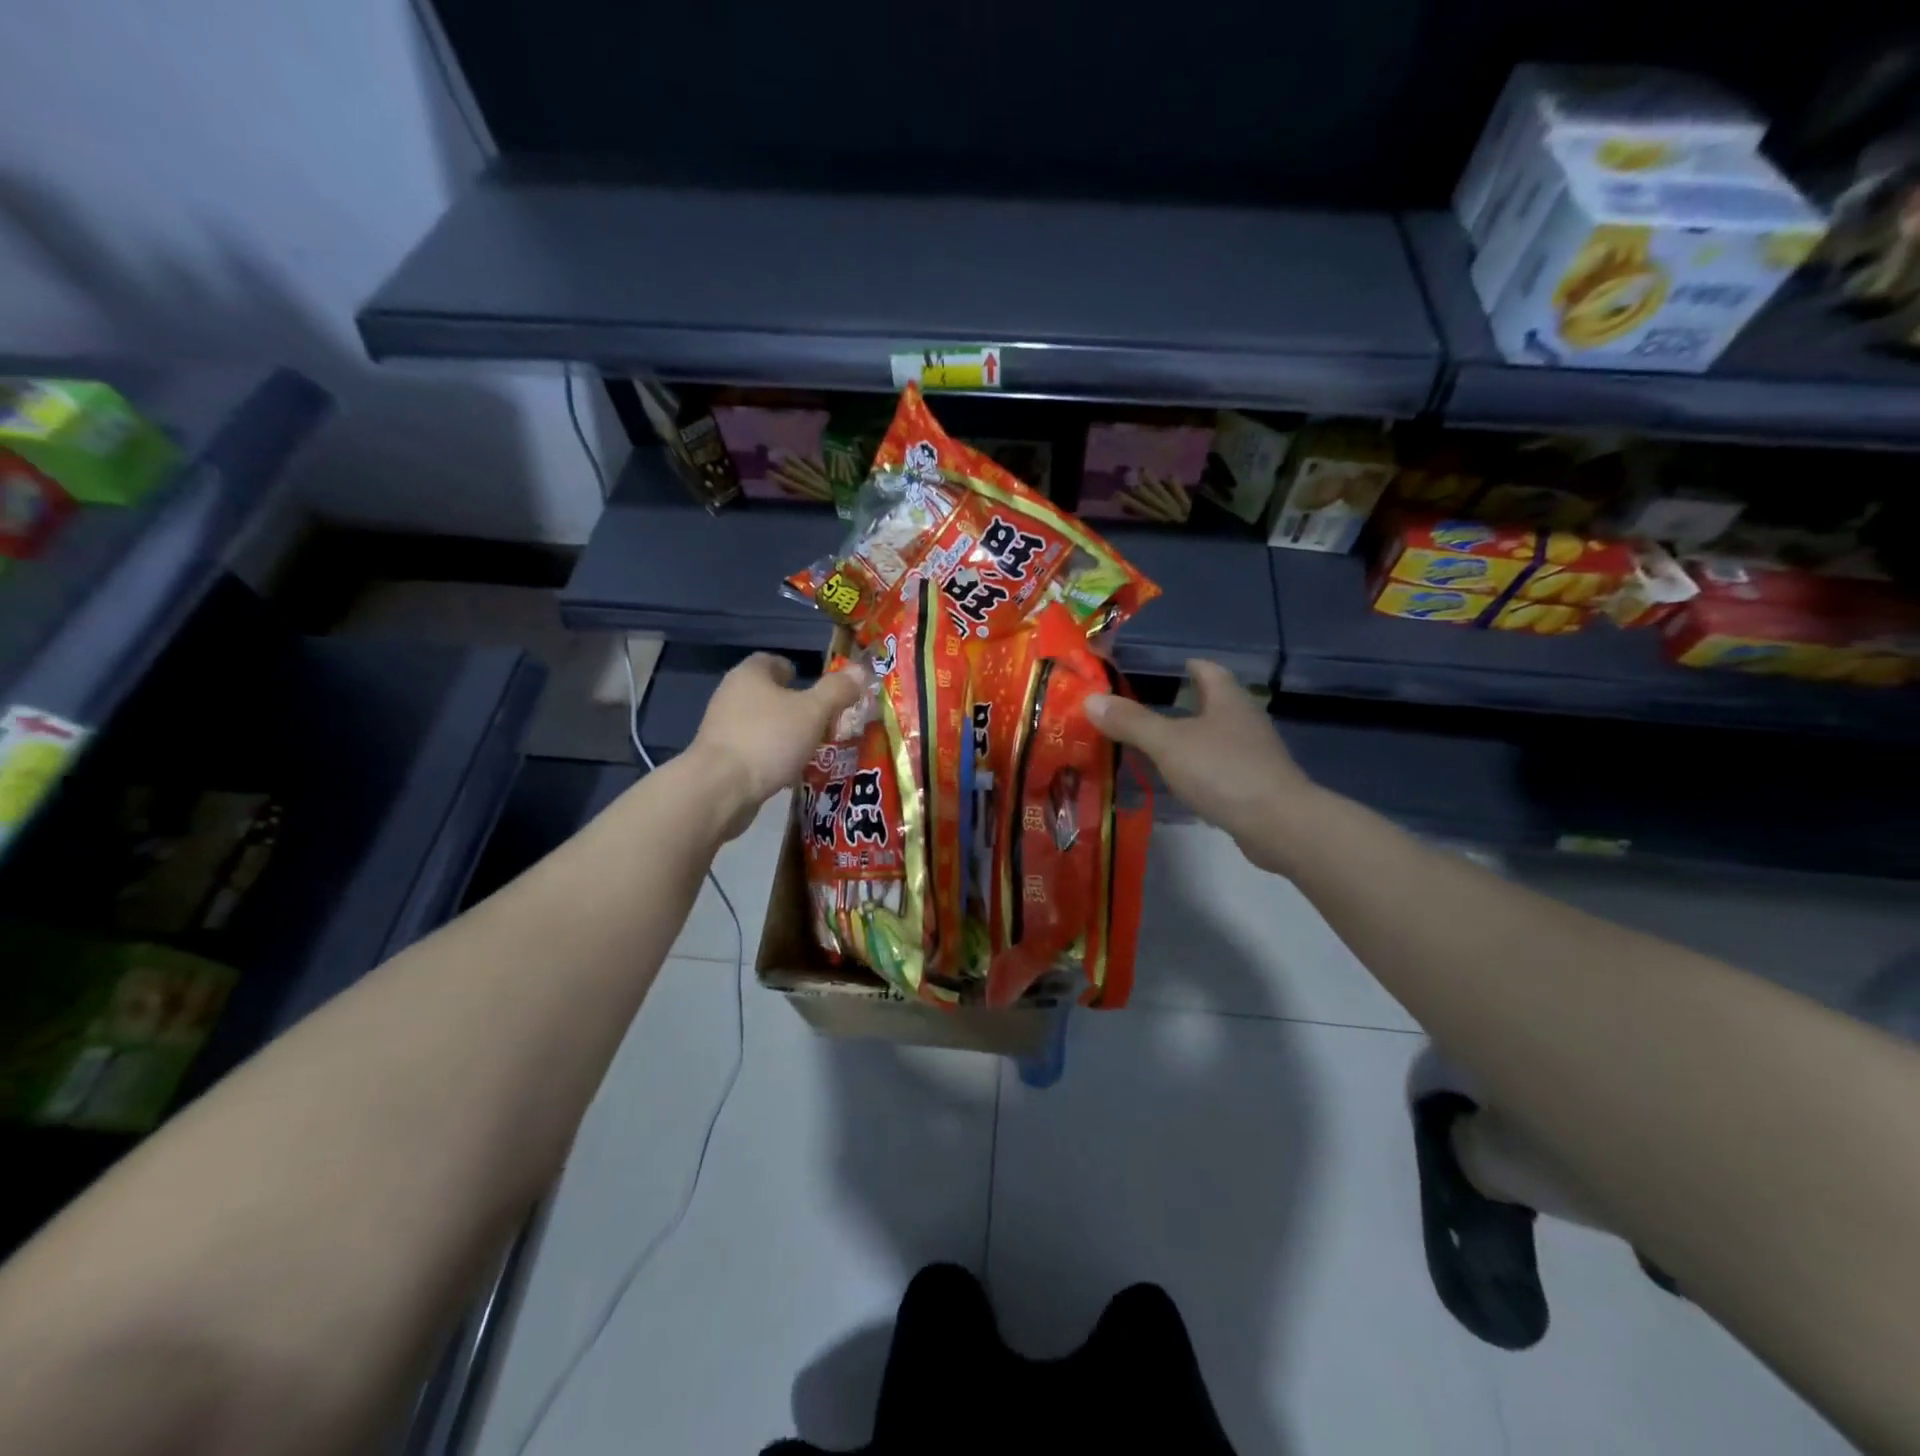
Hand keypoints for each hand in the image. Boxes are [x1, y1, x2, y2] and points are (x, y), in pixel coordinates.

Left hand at [688, 654, 866, 837]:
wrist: (720, 789)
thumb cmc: (769, 739)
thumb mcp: (813, 712)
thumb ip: (837, 691)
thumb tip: (861, 671)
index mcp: (750, 675)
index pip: (772, 661)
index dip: (796, 671)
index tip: (818, 690)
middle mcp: (731, 695)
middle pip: (768, 694)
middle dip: (796, 707)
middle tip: (824, 722)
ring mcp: (722, 728)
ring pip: (762, 724)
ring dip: (785, 734)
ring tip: (812, 750)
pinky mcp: (720, 759)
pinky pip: (754, 750)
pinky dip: (772, 757)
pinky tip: (790, 773)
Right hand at [1085, 659, 1319, 871]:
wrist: (1277, 824)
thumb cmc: (1222, 771)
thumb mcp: (1168, 743)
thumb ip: (1131, 721)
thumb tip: (1090, 698)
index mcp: (1227, 699)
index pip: (1208, 670)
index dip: (1188, 666)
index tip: (1166, 668)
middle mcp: (1245, 720)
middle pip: (1214, 702)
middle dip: (1186, 702)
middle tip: (1149, 707)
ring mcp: (1254, 753)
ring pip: (1217, 735)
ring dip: (1192, 736)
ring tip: (1158, 744)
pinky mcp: (1255, 784)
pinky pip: (1222, 766)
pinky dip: (1201, 767)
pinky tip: (1182, 779)